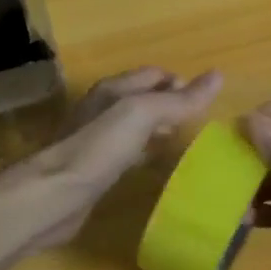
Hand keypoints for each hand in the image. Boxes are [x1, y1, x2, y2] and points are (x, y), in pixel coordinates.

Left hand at [0, 67, 222, 249]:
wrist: (52, 195)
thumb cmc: (98, 148)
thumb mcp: (141, 115)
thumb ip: (178, 100)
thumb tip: (218, 75)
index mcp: (114, 89)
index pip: (154, 74)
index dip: (180, 83)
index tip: (208, 102)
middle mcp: (104, 108)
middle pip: (144, 98)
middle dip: (172, 105)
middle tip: (201, 124)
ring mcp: (98, 139)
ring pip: (136, 126)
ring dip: (160, 129)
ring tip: (186, 142)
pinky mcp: (95, 168)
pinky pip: (128, 152)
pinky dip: (146, 153)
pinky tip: (157, 167)